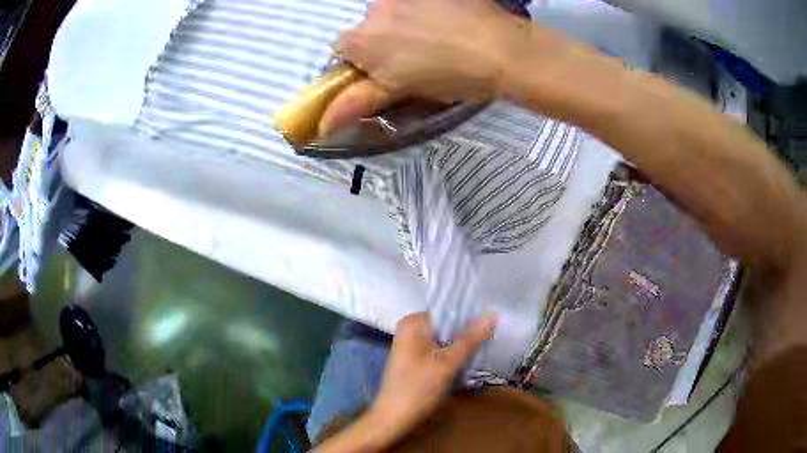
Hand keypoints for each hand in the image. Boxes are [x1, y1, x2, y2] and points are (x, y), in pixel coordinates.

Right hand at [319, 0, 530, 135]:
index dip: (362, 62)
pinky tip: (453, 21)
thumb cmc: (450, 76)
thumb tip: (321, 127)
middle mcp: (375, 9)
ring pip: (394, 10)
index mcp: (362, 39)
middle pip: (369, 27)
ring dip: (406, 20)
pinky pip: (420, 0)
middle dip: (384, 41)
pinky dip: (428, 8)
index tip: (386, 72)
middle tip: (417, 56)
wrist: (503, 50)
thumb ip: (358, 102)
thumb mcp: (401, 92)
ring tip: (440, 36)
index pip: (342, 49)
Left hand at [367, 312, 497, 443]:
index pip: (449, 310)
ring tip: (483, 351)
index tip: (493, 324)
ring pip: (446, 339)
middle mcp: (410, 329)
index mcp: (414, 323)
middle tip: (491, 340)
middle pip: (448, 325)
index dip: (471, 317)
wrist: (392, 419)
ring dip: (462, 346)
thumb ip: (469, 339)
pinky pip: (439, 350)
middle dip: (468, 333)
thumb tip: (492, 315)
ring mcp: (412, 345)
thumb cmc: (417, 389)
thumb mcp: (447, 364)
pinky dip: (453, 356)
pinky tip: (468, 363)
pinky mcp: (415, 360)